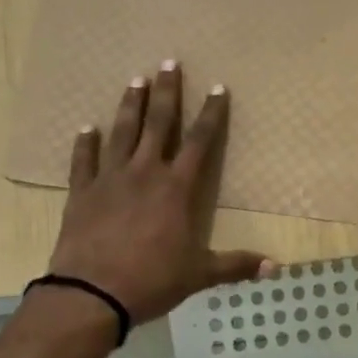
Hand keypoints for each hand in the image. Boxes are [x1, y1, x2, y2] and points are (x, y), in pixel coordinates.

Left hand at [46, 63, 270, 327]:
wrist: (91, 294)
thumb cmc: (151, 280)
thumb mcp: (199, 274)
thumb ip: (235, 265)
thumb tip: (276, 267)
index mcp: (177, 188)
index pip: (200, 141)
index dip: (211, 114)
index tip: (218, 87)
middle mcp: (145, 173)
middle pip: (158, 123)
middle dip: (168, 92)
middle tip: (169, 62)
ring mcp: (110, 179)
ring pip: (122, 132)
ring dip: (130, 105)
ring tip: (135, 80)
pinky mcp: (82, 192)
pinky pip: (84, 161)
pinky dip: (86, 144)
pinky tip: (86, 128)